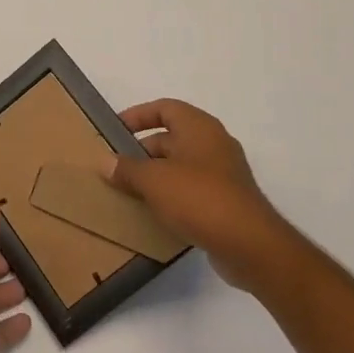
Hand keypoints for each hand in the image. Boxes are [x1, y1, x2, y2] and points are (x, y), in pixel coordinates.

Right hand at [104, 99, 295, 296]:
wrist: (249, 244)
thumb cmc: (199, 198)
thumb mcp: (154, 180)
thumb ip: (127, 169)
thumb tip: (104, 162)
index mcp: (199, 127)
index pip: (164, 108)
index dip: (137, 115)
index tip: (114, 131)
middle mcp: (214, 144)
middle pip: (171, 137)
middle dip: (142, 151)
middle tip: (117, 168)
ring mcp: (224, 173)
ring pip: (180, 166)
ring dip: (155, 176)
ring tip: (129, 192)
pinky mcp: (227, 201)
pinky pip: (192, 190)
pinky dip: (172, 196)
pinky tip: (154, 213)